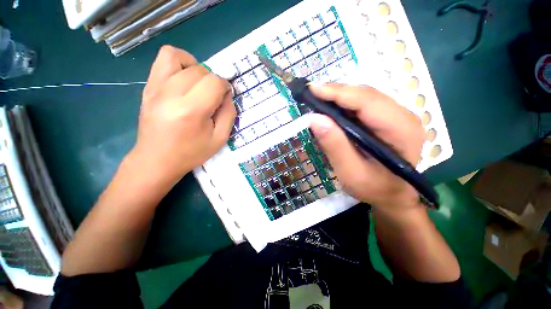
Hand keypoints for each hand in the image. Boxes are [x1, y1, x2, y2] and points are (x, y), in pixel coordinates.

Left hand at [129, 46, 235, 187]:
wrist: (157, 159)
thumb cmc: (191, 152)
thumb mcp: (220, 138)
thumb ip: (229, 114)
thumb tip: (227, 94)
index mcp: (191, 111)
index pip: (214, 82)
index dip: (225, 87)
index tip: (226, 97)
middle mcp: (171, 94)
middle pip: (200, 70)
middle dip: (213, 80)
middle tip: (214, 96)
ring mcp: (155, 88)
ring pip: (181, 58)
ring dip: (197, 68)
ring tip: (200, 84)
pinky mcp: (148, 86)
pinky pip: (163, 58)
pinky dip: (180, 62)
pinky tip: (185, 77)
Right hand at [309, 84, 424, 212]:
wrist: (393, 195)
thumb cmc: (374, 188)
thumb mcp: (350, 173)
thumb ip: (334, 146)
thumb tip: (315, 118)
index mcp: (401, 131)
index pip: (367, 102)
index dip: (338, 93)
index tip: (313, 89)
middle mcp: (404, 116)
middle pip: (366, 95)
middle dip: (336, 93)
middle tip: (311, 95)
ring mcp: (397, 116)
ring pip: (364, 97)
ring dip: (339, 97)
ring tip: (318, 101)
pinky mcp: (388, 119)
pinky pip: (363, 105)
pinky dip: (345, 105)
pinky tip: (332, 110)